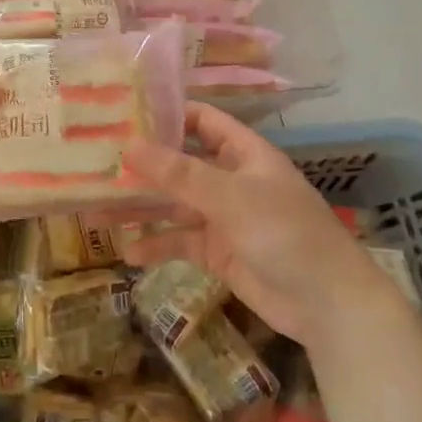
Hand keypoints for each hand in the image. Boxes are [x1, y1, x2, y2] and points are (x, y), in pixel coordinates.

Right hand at [121, 103, 388, 346]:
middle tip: (95, 167)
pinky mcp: (219, 253)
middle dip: (141, 168)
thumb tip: (128, 146)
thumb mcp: (230, 197)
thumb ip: (179, 173)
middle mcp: (231, 180)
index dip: (166, 116)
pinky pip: (181, 242)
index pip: (201, 121)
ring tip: (94, 213)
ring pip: (174, 206)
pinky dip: (157, 246)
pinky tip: (128, 253)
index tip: (122, 116)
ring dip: (140, 209)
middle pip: (179, 166)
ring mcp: (224, 218)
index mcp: (243, 154)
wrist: (327, 304)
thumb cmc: (285, 234)